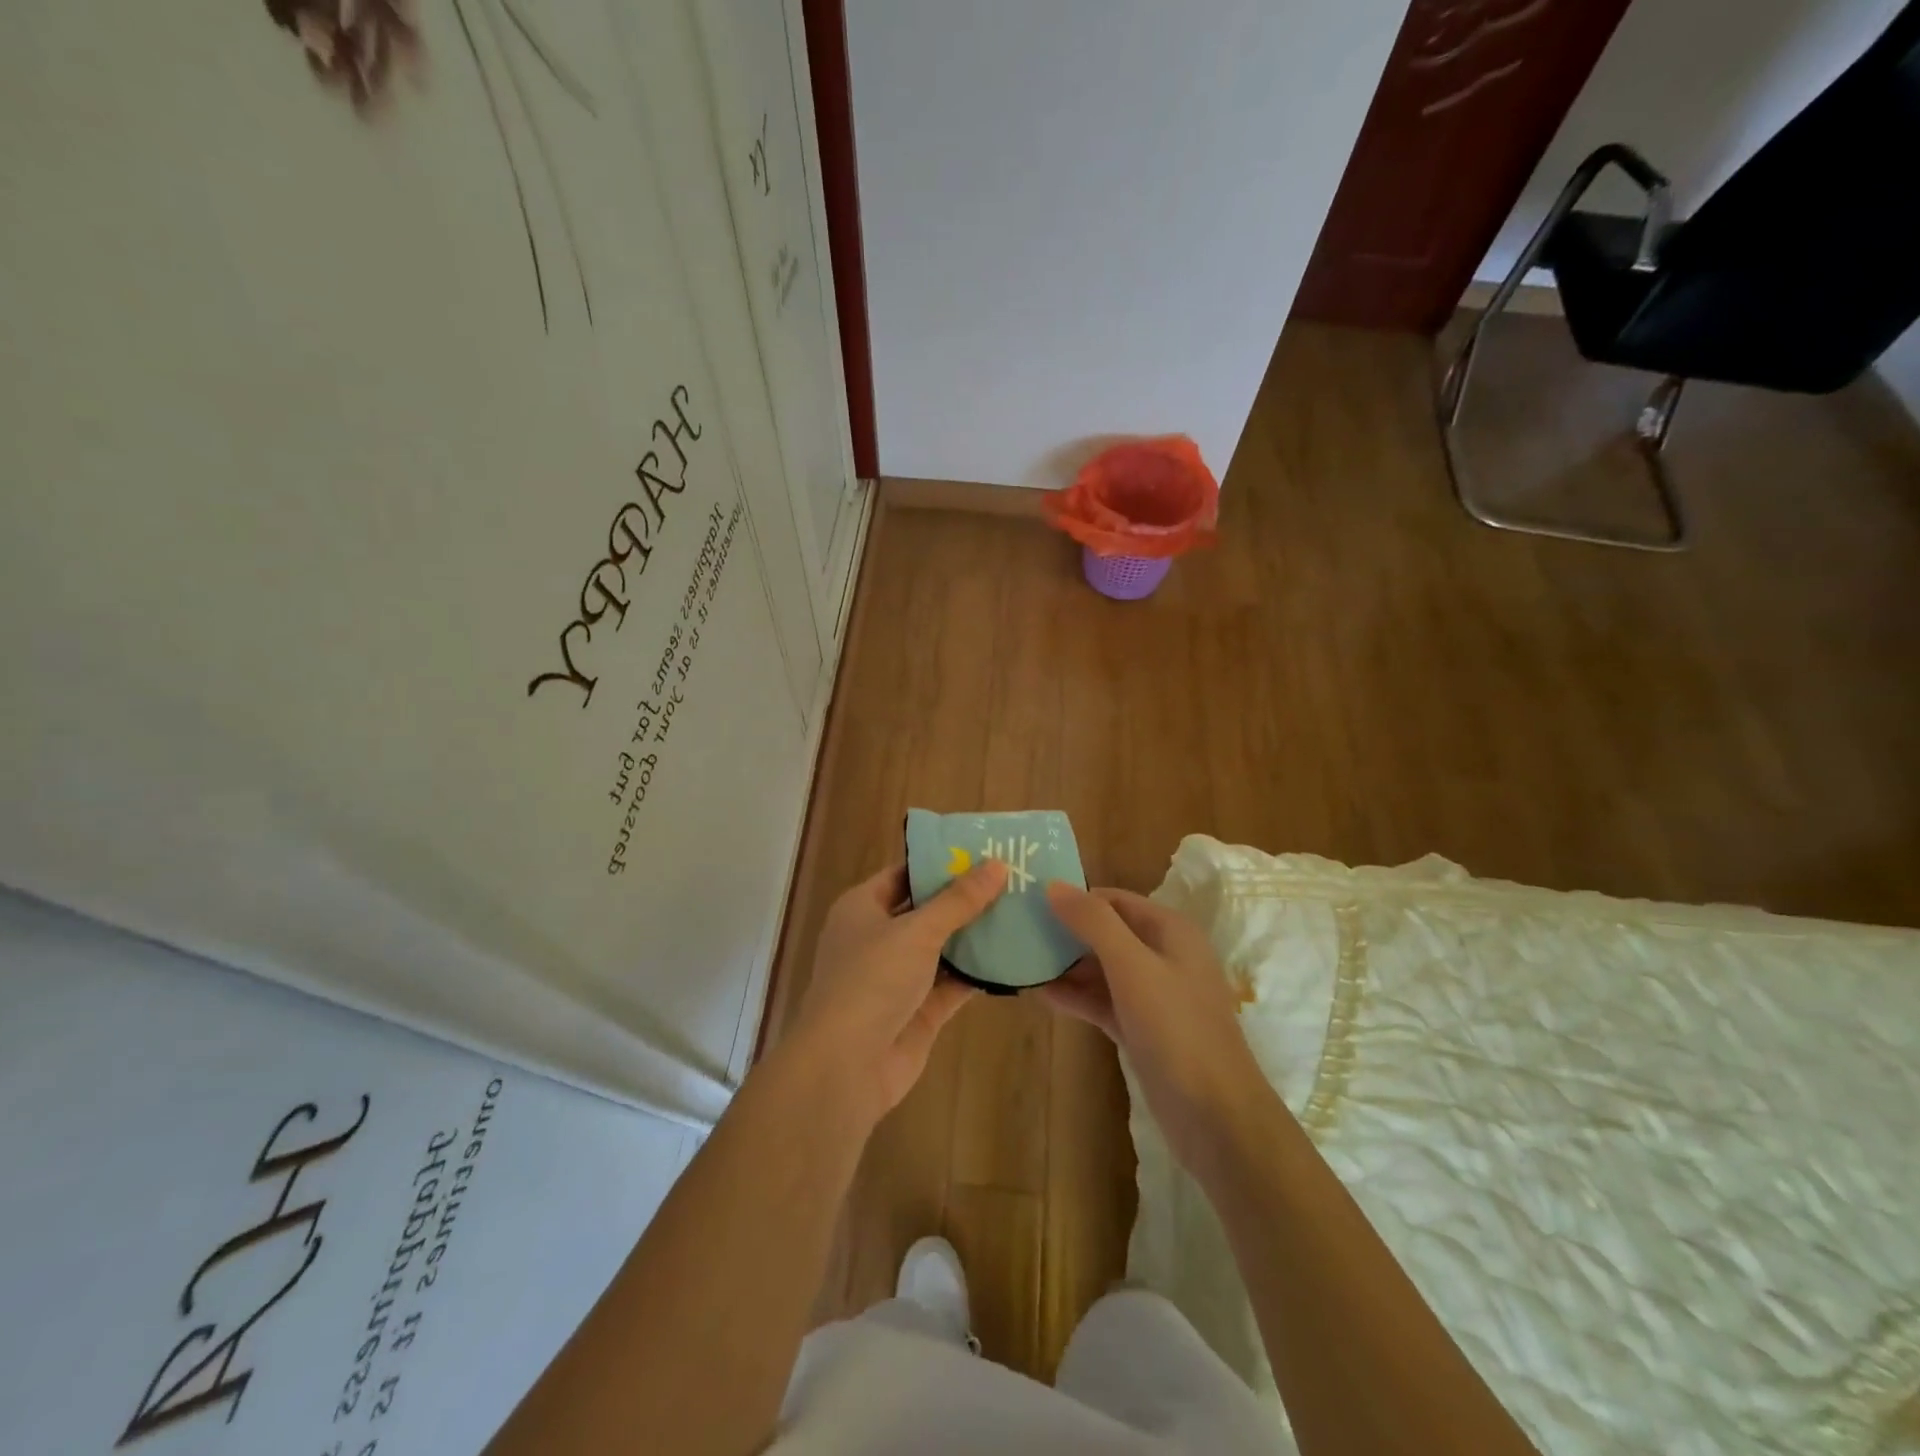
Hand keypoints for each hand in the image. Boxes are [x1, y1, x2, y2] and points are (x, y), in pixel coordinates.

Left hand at [789, 859, 1007, 1127]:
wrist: (846, 1065)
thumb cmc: (871, 980)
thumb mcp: (917, 931)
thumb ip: (958, 901)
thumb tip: (997, 865)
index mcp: (862, 908)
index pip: (904, 874)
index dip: (940, 863)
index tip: (983, 852)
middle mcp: (878, 938)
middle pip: (926, 910)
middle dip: (965, 899)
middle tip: (1013, 880)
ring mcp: (898, 977)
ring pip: (942, 948)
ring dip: (975, 936)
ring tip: (1021, 912)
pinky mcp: (918, 1010)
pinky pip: (952, 983)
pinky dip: (977, 973)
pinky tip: (1013, 958)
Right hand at [1042, 883, 1269, 1173]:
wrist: (1216, 1117)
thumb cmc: (1177, 1029)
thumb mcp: (1132, 966)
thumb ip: (1093, 923)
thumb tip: (1054, 886)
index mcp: (1170, 930)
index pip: (1113, 899)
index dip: (1074, 897)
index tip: (1030, 901)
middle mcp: (1163, 955)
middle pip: (1106, 932)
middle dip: (1066, 931)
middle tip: (1018, 931)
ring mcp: (1153, 995)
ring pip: (1102, 968)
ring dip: (1066, 966)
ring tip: (1021, 961)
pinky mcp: (1142, 1029)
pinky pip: (1103, 1001)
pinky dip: (1076, 996)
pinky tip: (1041, 994)